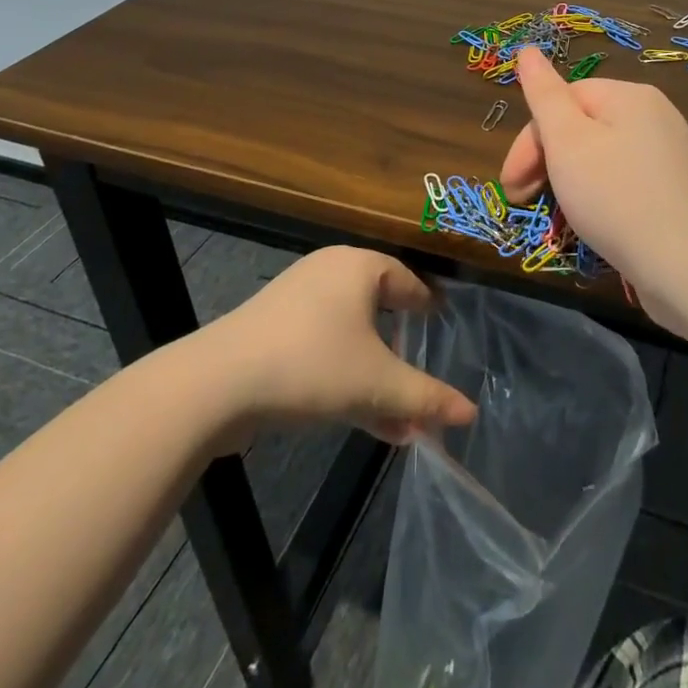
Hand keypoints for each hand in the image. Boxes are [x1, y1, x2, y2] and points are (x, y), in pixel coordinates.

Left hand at [208, 247, 476, 444]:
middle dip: (401, 355)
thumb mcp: (377, 385)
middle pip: (379, 311)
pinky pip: (322, 347)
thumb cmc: (312, 365)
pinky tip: (359, 419)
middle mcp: (329, 272)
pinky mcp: (272, 330)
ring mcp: (296, 300)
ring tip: (396, 420)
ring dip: (374, 377)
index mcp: (359, 266)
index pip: (408, 281)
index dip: (427, 308)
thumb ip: (426, 398)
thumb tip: (470, 413)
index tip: (442, 328)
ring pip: (351, 336)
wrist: (216, 385)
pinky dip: (344, 376)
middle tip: (419, 379)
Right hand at [501, 45, 687, 324]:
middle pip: (583, 125)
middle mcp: (654, 115)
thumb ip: (544, 94)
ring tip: (556, 216)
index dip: (530, 140)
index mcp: (630, 95)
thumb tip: (527, 49)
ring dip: (569, 180)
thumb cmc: (616, 197)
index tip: (511, 184)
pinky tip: (592, 223)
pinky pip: (624, 179)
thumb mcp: (568, 142)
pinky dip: (599, 195)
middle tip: (524, 201)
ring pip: (601, 154)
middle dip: (547, 161)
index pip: (563, 100)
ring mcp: (669, 152)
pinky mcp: (675, 188)